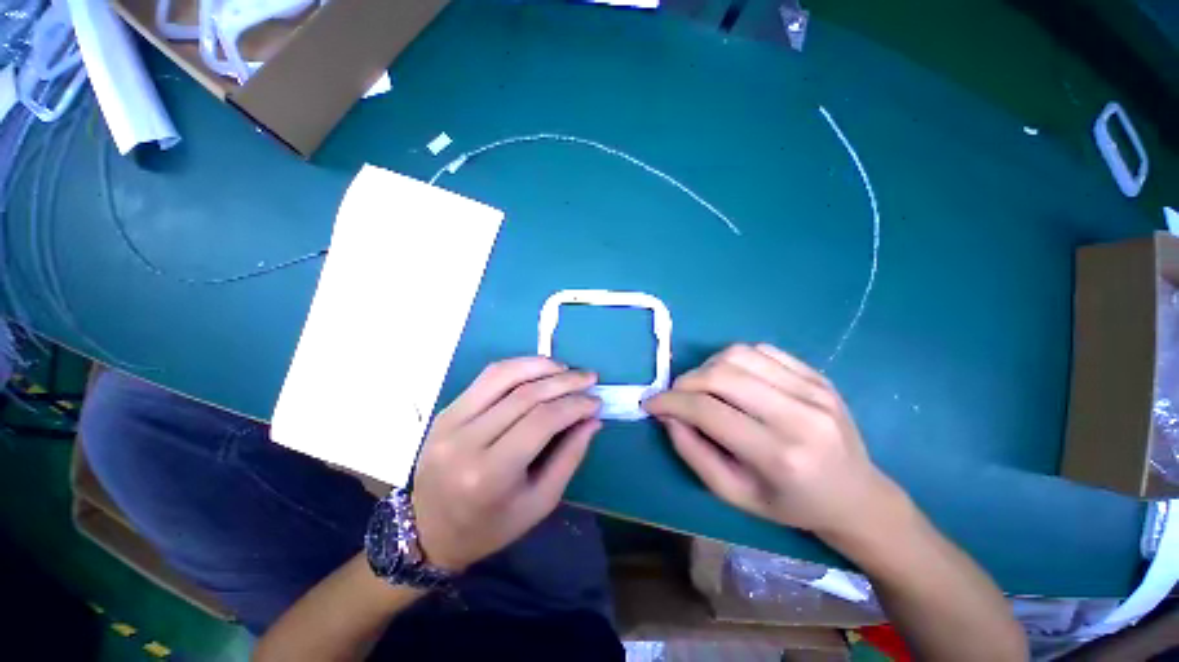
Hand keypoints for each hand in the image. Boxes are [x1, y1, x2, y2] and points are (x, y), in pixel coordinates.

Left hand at [410, 357, 600, 572]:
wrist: (430, 531)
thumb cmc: (491, 526)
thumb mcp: (540, 502)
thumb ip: (570, 456)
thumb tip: (592, 418)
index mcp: (489, 474)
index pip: (541, 421)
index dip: (574, 405)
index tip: (596, 401)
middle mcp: (466, 441)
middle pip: (525, 395)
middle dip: (564, 382)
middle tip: (589, 378)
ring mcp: (450, 420)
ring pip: (503, 375)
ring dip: (541, 365)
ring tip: (567, 369)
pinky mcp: (446, 410)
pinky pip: (487, 377)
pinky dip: (518, 366)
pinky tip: (539, 369)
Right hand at [644, 344, 902, 541]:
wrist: (855, 495)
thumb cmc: (789, 503)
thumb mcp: (733, 494)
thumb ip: (693, 452)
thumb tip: (668, 414)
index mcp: (779, 455)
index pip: (708, 410)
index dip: (670, 402)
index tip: (651, 403)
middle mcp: (799, 414)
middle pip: (721, 374)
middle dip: (685, 381)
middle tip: (676, 396)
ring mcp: (813, 389)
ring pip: (738, 354)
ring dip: (707, 367)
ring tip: (704, 388)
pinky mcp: (818, 375)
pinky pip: (762, 350)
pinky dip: (734, 360)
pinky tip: (734, 379)